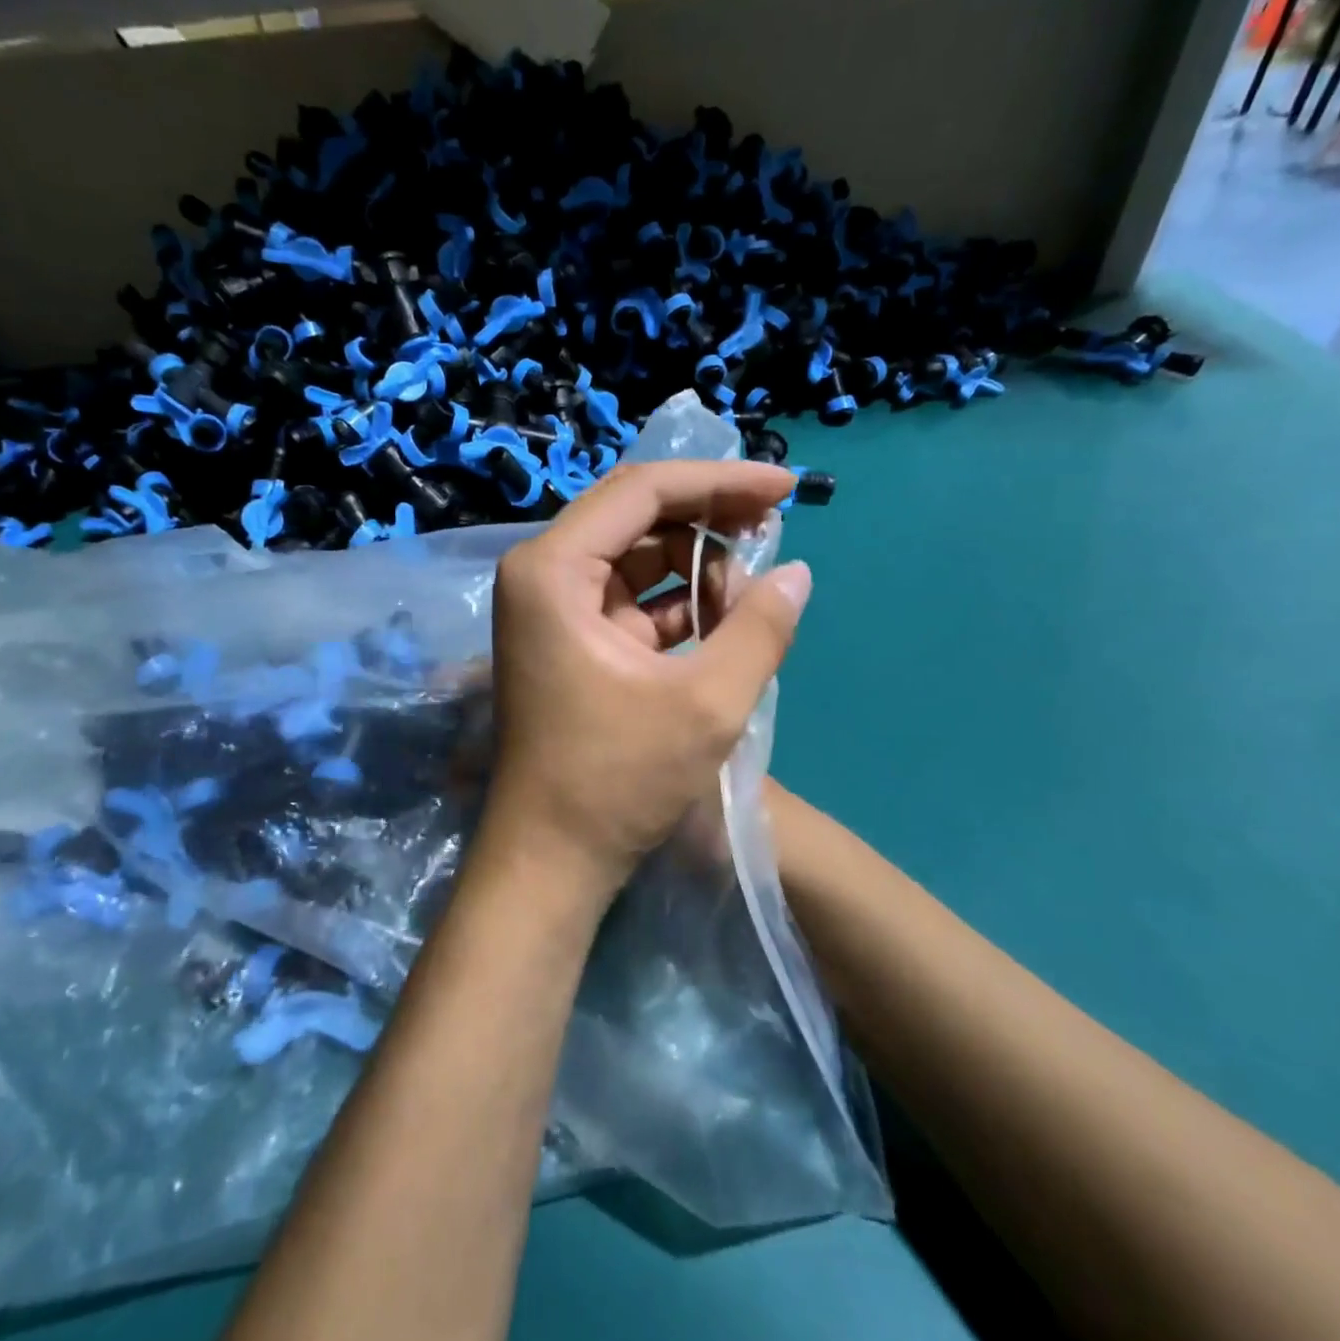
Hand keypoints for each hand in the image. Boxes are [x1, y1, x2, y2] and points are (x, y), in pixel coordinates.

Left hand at [481, 460, 813, 898]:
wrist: (552, 858)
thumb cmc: (618, 780)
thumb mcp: (706, 703)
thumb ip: (760, 629)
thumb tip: (798, 573)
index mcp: (553, 570)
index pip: (642, 491)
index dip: (719, 482)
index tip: (785, 487)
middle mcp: (541, 575)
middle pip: (636, 516)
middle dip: (708, 520)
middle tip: (774, 533)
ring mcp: (552, 609)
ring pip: (637, 558)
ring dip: (697, 568)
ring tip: (749, 601)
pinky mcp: (569, 640)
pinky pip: (631, 598)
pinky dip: (678, 604)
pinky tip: (723, 624)